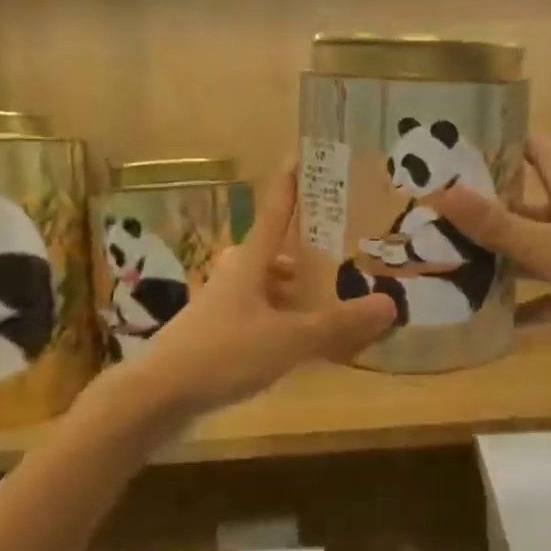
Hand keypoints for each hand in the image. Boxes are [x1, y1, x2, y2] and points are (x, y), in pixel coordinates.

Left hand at [130, 164, 395, 418]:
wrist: (160, 395)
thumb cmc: (224, 353)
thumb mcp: (288, 339)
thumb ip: (337, 323)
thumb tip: (390, 303)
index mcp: (250, 262)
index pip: (275, 212)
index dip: (290, 185)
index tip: (301, 156)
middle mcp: (236, 275)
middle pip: (274, 251)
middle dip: (306, 249)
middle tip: (343, 250)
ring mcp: (224, 305)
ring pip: (267, 285)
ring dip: (296, 288)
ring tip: (332, 299)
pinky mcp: (219, 333)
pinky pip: (261, 314)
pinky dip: (284, 318)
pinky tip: (302, 340)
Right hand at [436, 133, 550, 356]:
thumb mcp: (548, 242)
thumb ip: (496, 224)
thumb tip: (441, 193)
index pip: (539, 153)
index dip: (509, 143)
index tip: (468, 143)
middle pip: (526, 208)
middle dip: (488, 212)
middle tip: (438, 216)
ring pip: (534, 255)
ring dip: (501, 262)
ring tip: (452, 267)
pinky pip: (550, 299)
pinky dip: (527, 308)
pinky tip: (495, 320)